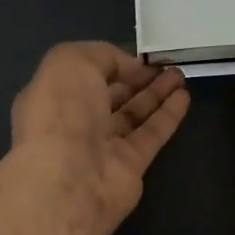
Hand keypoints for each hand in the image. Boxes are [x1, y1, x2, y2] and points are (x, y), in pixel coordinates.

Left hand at [10, 43, 189, 234]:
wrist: (70, 179)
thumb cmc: (62, 112)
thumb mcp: (71, 61)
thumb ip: (102, 56)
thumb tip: (130, 69)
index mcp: (51, 97)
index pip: (83, 75)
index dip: (110, 63)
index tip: (136, 54)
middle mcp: (73, 123)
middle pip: (110, 96)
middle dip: (136, 78)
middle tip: (165, 63)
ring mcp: (101, 147)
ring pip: (133, 114)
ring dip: (156, 93)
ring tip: (180, 74)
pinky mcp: (129, 167)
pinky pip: (150, 135)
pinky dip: (168, 115)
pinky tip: (184, 96)